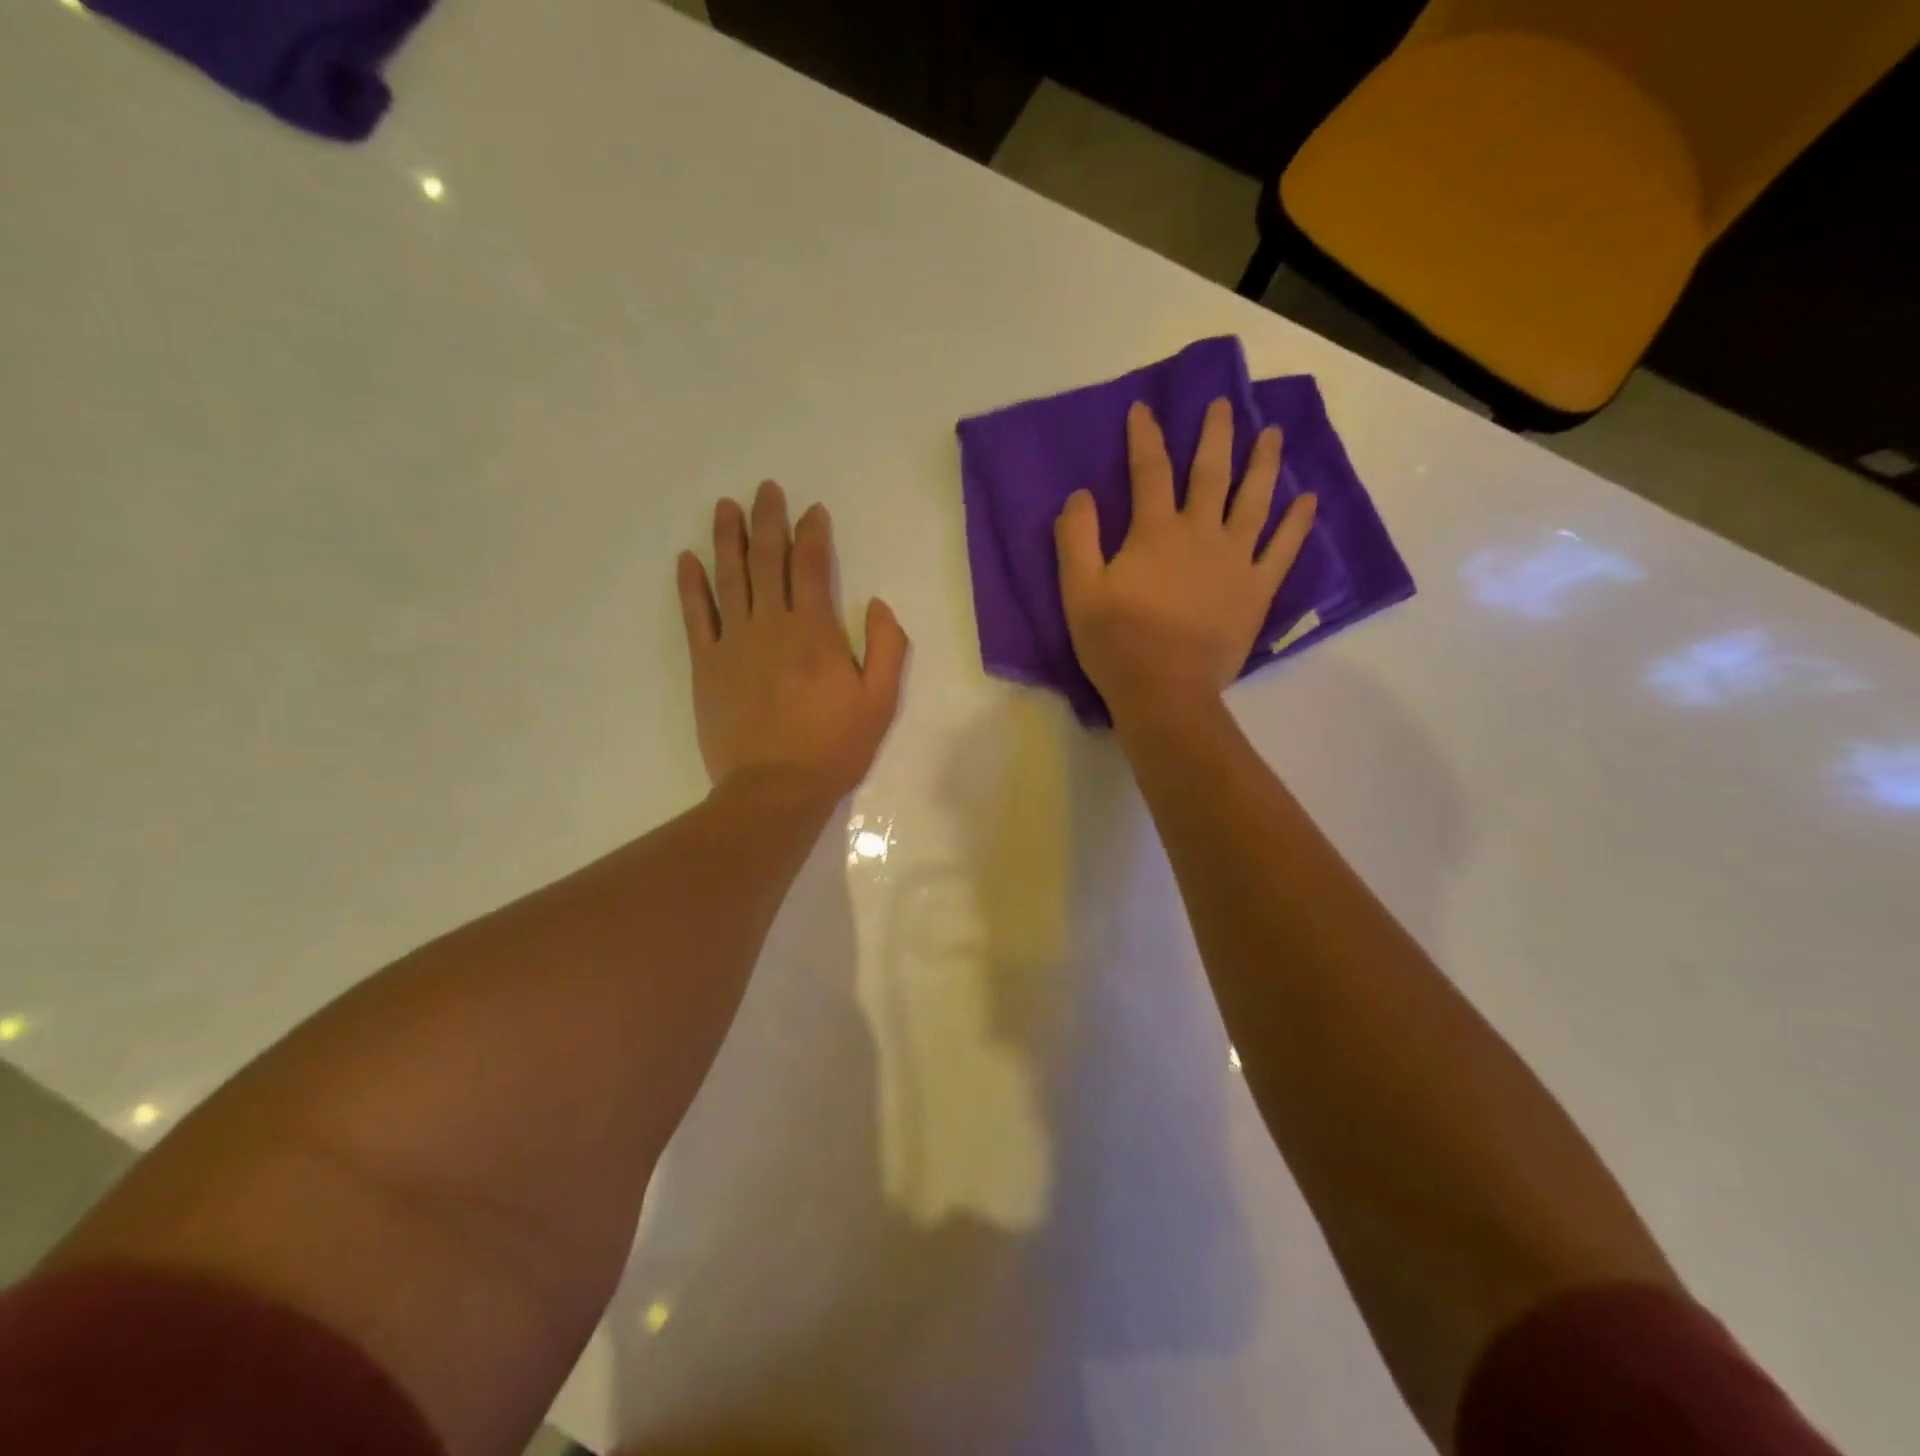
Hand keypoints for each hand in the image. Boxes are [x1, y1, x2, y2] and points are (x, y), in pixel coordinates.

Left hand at [678, 481, 908, 799]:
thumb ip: (887, 647)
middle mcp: (771, 625)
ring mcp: (733, 642)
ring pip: (729, 577)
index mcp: (815, 631)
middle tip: (766, 489)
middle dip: (768, 520)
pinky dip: (691, 585)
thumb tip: (879, 603)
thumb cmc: (834, 746)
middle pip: (767, 559)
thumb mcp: (881, 701)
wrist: (775, 789)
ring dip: (727, 538)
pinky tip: (687, 559)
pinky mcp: (706, 665)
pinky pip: (696, 615)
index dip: (813, 533)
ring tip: (725, 506)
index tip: (813, 511)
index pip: (811, 566)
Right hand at [1055, 398, 1316, 723]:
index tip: (1144, 409)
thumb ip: (1076, 538)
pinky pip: (1282, 549)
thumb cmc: (1116, 644)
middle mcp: (1200, 533)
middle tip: (1225, 404)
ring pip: (1254, 500)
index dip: (1145, 436)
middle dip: (1215, 434)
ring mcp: (1235, 560)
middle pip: (1210, 473)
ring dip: (1264, 463)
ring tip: (1273, 434)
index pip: (1149, 471)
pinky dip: (1296, 522)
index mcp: (1155, 532)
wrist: (1165, 692)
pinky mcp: (1257, 589)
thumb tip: (1081, 494)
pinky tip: (1307, 499)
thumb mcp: (1078, 592)